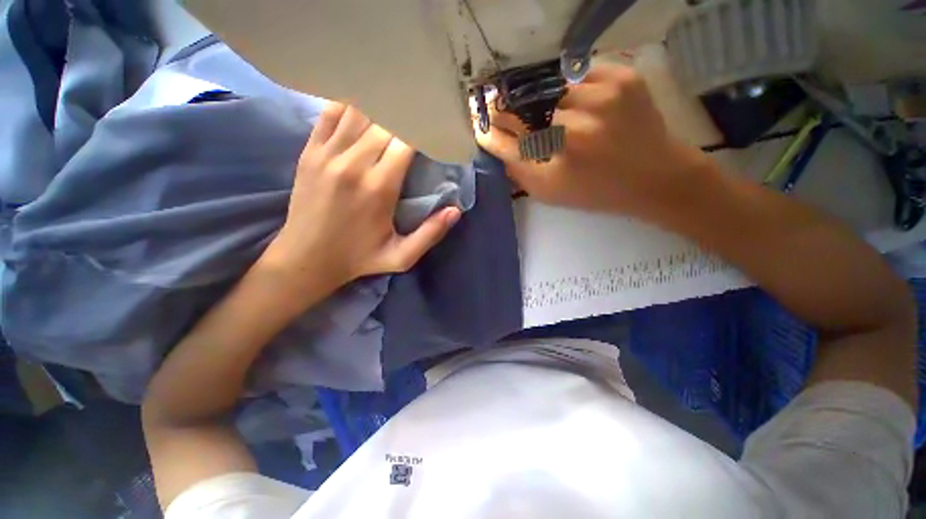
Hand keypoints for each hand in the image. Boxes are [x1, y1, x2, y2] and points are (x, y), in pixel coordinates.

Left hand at [261, 103, 460, 304]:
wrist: (306, 258)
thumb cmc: (359, 258)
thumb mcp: (401, 257)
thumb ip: (430, 234)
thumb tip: (455, 211)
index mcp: (379, 188)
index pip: (406, 141)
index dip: (424, 129)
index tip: (435, 128)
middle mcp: (353, 164)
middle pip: (385, 121)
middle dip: (406, 116)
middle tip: (419, 115)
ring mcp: (327, 154)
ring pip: (358, 111)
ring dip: (380, 106)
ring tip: (395, 106)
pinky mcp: (309, 152)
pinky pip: (330, 114)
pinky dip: (349, 104)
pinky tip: (362, 103)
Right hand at [477, 62, 704, 214]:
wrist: (655, 177)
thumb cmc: (596, 192)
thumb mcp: (550, 193)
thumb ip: (518, 171)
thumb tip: (493, 144)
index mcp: (559, 160)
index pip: (510, 138)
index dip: (491, 130)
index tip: (480, 124)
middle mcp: (578, 125)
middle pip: (526, 107)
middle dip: (507, 109)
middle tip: (498, 108)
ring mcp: (604, 95)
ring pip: (551, 88)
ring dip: (540, 98)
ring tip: (541, 108)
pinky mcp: (624, 77)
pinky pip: (580, 74)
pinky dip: (569, 86)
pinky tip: (572, 101)